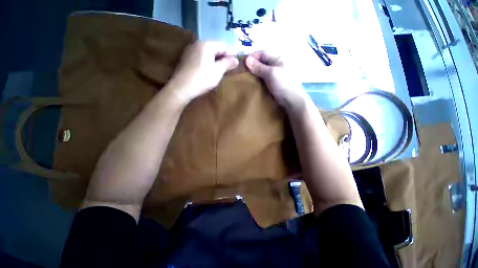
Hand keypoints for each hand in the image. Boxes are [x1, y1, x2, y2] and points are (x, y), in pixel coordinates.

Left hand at [169, 41, 238, 102]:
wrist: (181, 88)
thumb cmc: (202, 79)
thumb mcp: (218, 71)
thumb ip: (228, 63)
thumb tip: (236, 59)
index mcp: (206, 44)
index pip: (223, 45)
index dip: (230, 55)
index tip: (234, 65)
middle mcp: (197, 44)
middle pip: (215, 48)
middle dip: (222, 58)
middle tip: (226, 70)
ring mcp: (190, 51)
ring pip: (207, 54)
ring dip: (214, 61)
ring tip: (217, 72)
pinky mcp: (186, 60)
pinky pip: (200, 58)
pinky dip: (206, 63)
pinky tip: (207, 73)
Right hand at [245, 51, 305, 108]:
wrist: (291, 100)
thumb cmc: (283, 84)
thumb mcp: (271, 74)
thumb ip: (259, 67)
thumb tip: (247, 60)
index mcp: (279, 57)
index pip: (263, 53)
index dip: (252, 57)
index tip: (242, 63)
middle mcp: (277, 63)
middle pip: (262, 61)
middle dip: (253, 65)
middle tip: (243, 71)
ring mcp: (276, 73)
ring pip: (262, 70)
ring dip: (255, 72)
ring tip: (246, 76)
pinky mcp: (274, 81)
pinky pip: (264, 77)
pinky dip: (258, 78)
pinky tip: (253, 82)